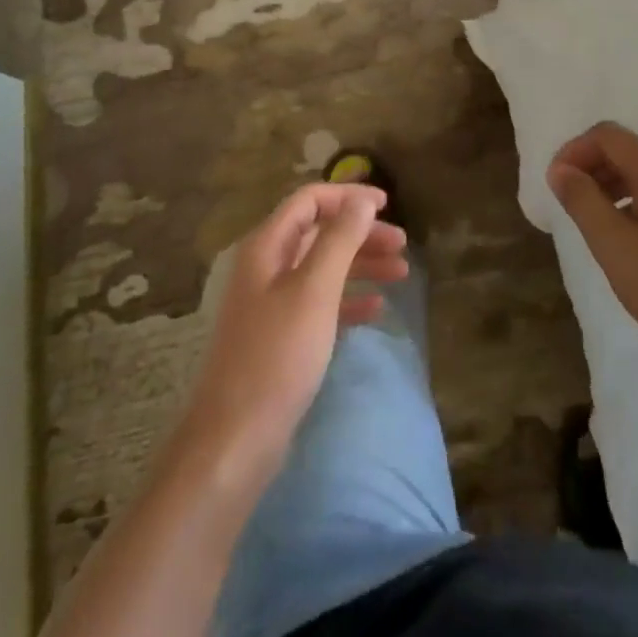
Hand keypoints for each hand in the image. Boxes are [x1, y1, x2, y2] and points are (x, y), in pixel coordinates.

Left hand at [178, 183, 407, 474]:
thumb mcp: (314, 290)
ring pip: (323, 268)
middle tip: (402, 244)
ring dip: (361, 264)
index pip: (309, 201)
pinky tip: (376, 308)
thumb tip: (361, 199)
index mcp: (266, 246)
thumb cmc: (277, 355)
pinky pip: (320, 303)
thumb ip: (339, 239)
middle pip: (319, 233)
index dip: (348, 196)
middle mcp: (266, 267)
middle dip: (361, 234)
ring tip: (402, 274)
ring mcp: (271, 303)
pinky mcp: (280, 337)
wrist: (235, 440)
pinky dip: (348, 299)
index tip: (387, 204)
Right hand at [547, 123, 637, 366]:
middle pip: (628, 150)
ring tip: (596, 223)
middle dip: (592, 168)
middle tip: (570, 203)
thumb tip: (560, 170)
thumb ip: (582, 200)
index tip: (555, 183)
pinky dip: (637, 200)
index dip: (574, 151)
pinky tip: (632, 239)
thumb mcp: (614, 244)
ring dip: (613, 185)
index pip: (607, 135)